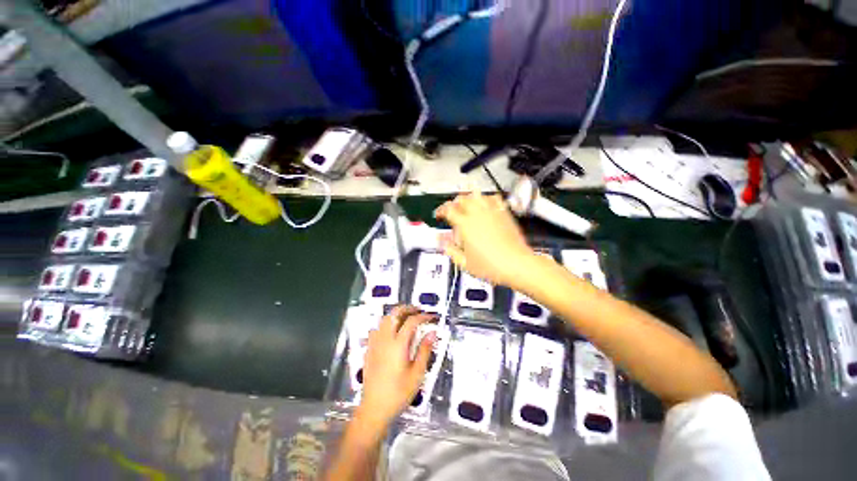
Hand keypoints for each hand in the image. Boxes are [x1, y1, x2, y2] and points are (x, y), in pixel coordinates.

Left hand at [358, 306, 436, 428]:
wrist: (374, 409)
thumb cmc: (398, 393)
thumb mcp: (417, 374)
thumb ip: (425, 350)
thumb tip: (432, 333)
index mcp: (398, 345)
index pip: (411, 321)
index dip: (422, 316)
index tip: (431, 317)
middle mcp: (385, 340)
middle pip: (394, 314)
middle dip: (407, 308)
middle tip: (418, 311)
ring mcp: (374, 344)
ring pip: (384, 319)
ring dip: (396, 315)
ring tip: (406, 318)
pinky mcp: (369, 350)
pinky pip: (376, 329)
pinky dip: (386, 324)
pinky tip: (391, 332)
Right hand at [434, 191, 535, 288]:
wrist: (516, 264)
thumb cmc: (491, 266)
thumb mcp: (464, 263)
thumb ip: (450, 250)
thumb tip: (441, 241)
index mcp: (465, 225)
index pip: (448, 209)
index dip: (441, 210)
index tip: (439, 214)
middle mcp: (478, 214)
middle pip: (462, 198)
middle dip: (453, 203)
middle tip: (452, 210)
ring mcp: (492, 212)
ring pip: (477, 195)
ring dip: (469, 197)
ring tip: (466, 204)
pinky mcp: (504, 213)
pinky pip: (494, 198)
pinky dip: (487, 198)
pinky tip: (485, 203)